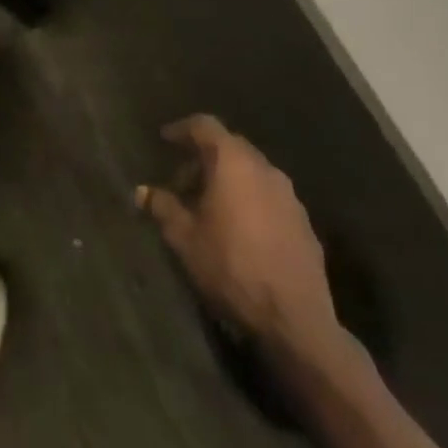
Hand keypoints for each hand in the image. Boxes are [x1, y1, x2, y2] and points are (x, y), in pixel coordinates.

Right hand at [138, 115, 342, 361]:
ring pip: (252, 173)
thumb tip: (142, 191)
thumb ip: (162, 208)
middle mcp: (264, 168)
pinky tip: (241, 232)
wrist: (296, 321)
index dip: (181, 129)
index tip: (165, 139)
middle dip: (204, 160)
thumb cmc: (232, 268)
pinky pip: (270, 198)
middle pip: (229, 147)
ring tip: (211, 209)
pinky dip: (251, 202)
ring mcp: (289, 196)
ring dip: (229, 182)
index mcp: (232, 161)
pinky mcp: (305, 224)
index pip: (204, 126)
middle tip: (183, 183)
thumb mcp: (185, 239)